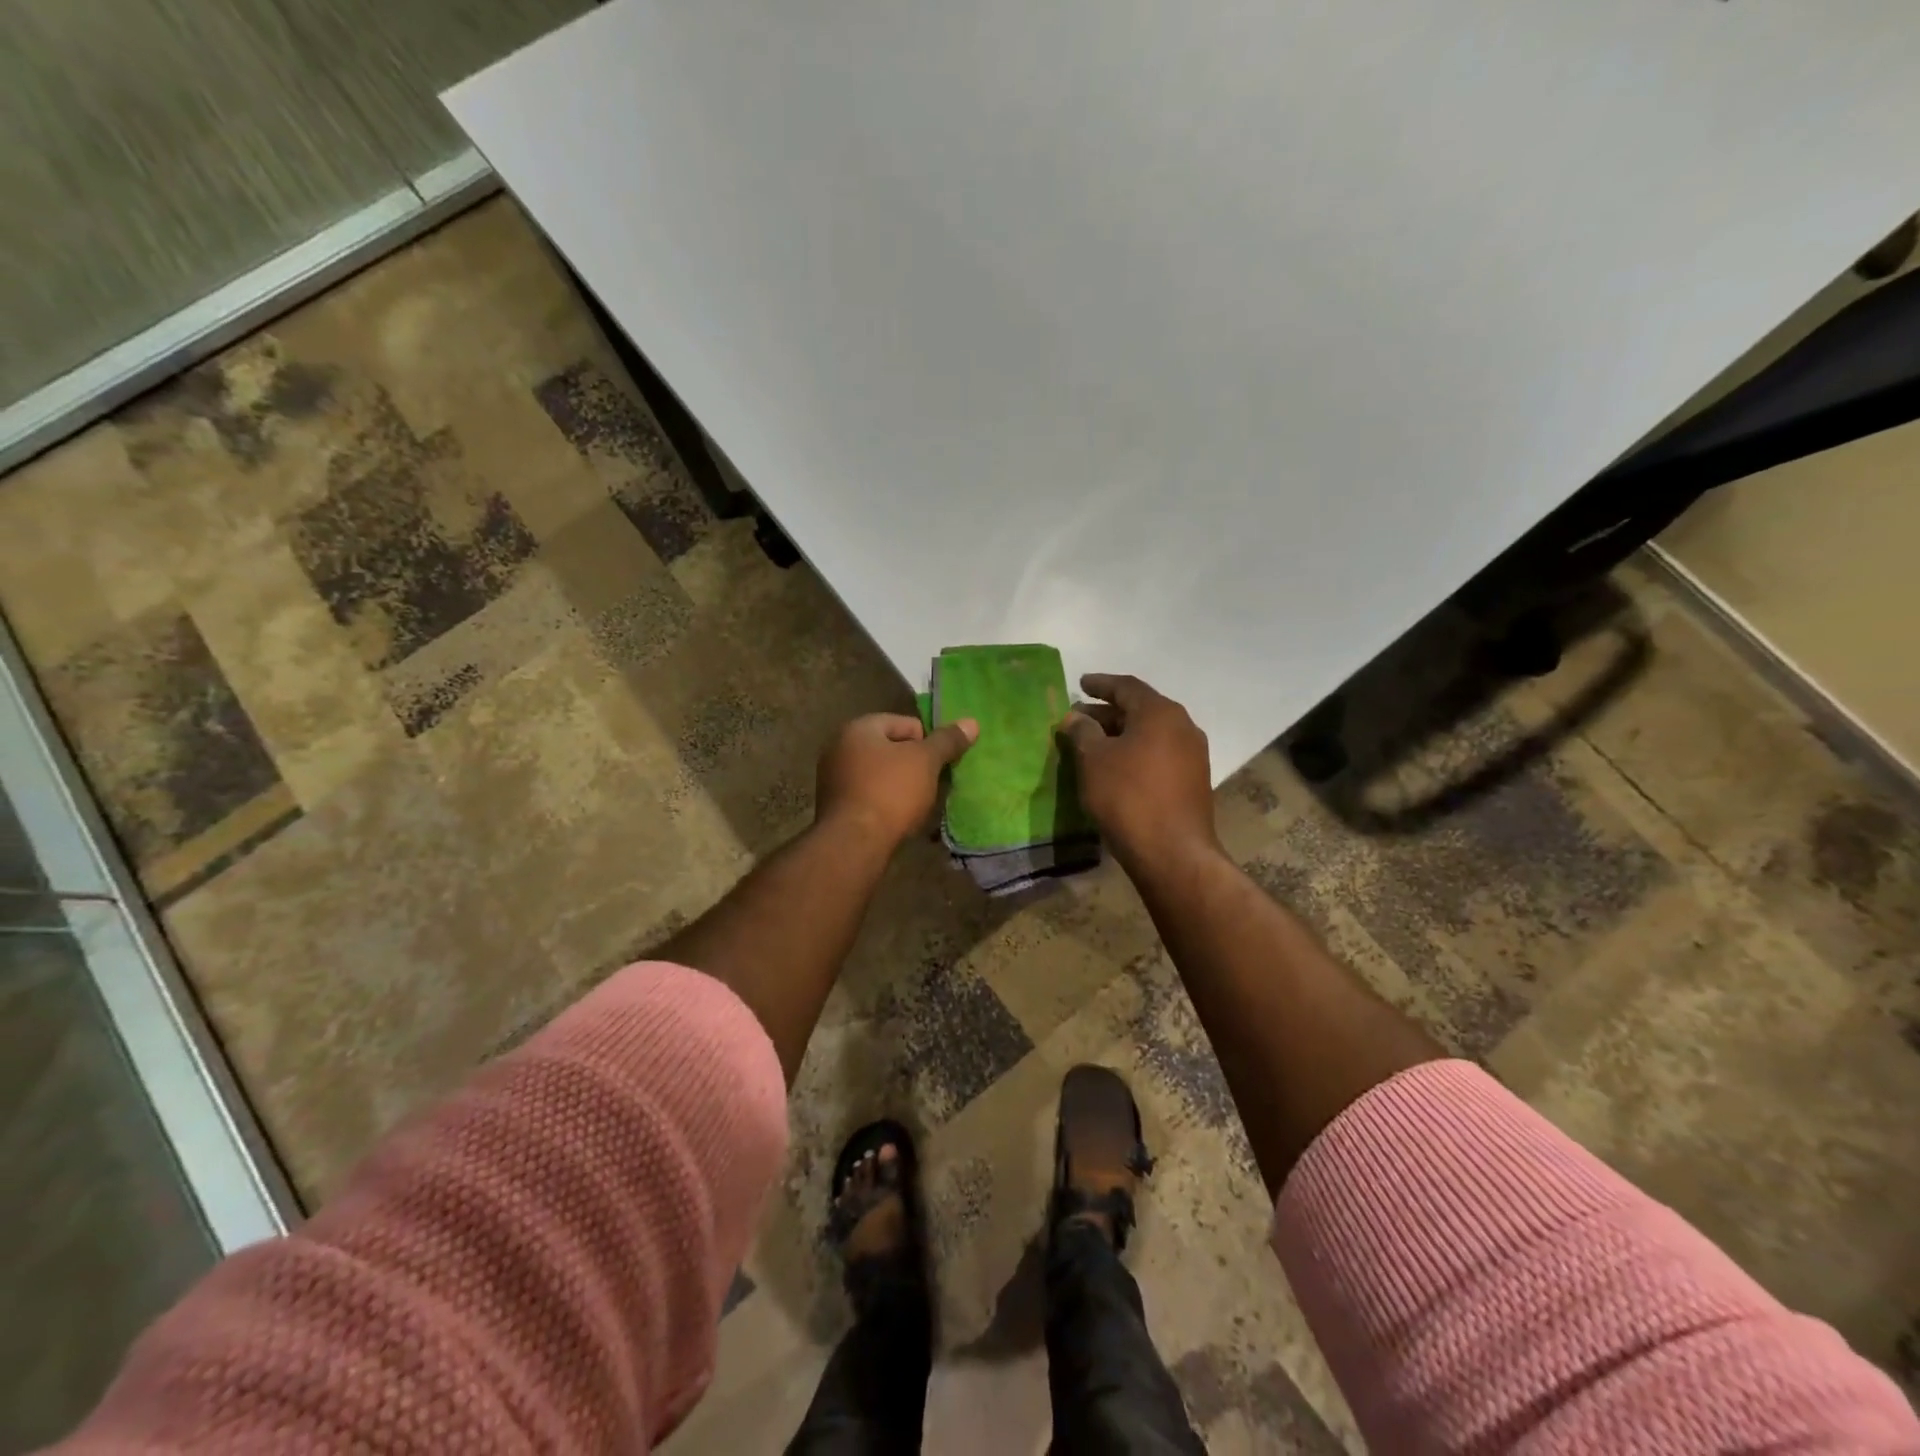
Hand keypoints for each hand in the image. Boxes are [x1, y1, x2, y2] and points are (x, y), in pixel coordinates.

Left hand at [816, 713, 978, 848]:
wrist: (854, 843)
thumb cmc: (891, 792)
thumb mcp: (926, 762)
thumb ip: (947, 741)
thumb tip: (971, 722)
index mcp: (859, 728)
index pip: (905, 723)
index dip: (927, 742)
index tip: (938, 765)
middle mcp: (839, 747)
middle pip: (891, 748)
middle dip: (913, 764)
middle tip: (931, 784)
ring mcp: (833, 778)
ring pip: (880, 774)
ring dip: (900, 784)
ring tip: (917, 803)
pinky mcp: (835, 807)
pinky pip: (868, 795)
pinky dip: (885, 802)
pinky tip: (898, 818)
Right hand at [1059, 674, 1218, 869]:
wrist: (1172, 852)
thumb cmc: (1127, 797)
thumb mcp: (1093, 759)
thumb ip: (1082, 731)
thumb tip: (1076, 717)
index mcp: (1160, 712)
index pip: (1126, 687)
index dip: (1100, 684)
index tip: (1080, 684)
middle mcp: (1183, 726)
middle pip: (1140, 709)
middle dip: (1107, 712)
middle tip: (1079, 719)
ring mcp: (1193, 754)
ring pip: (1150, 733)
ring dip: (1121, 734)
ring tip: (1093, 744)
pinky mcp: (1193, 780)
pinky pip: (1159, 754)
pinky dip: (1135, 752)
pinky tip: (1116, 767)